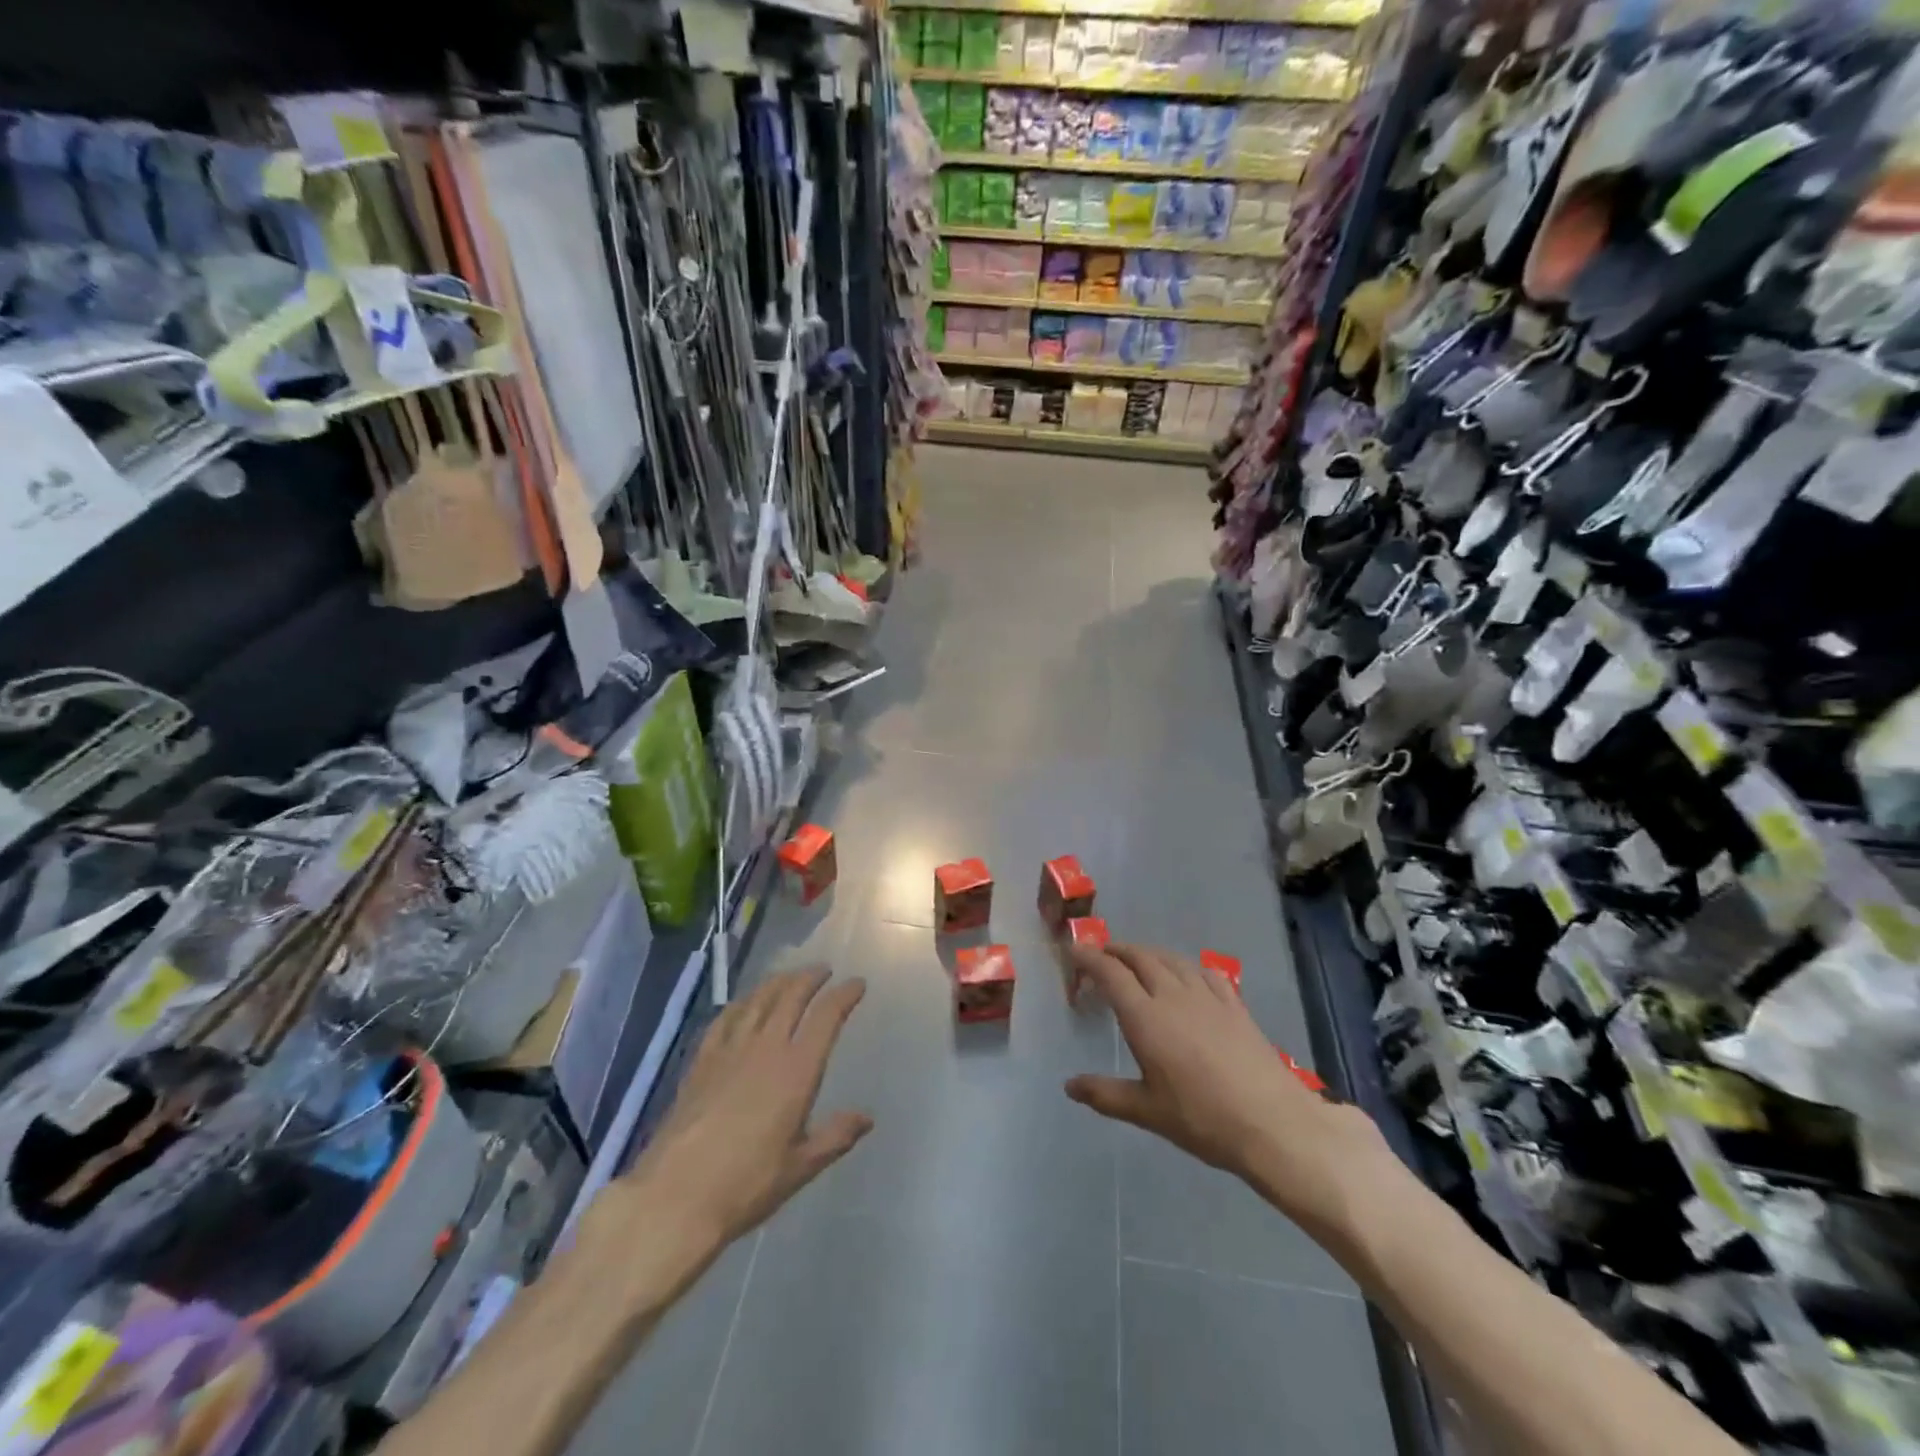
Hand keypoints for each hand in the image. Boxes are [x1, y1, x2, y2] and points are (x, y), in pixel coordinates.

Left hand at [595, 968, 871, 1262]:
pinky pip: (725, 1018)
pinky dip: (741, 1002)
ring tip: (790, 977)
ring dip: (778, 982)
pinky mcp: (701, 1061)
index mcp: (796, 1070)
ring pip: (758, 1000)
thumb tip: (866, 1118)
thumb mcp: (800, 1167)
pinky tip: (743, 1004)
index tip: (857, 984)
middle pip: (791, 996)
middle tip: (823, 971)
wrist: (674, 1196)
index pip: (826, 1017)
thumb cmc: (746, 1185)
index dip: (844, 995)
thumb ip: (835, 1136)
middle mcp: (765, 1048)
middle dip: (810, 978)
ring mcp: (729, 1051)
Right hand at [1064, 942, 1388, 1239]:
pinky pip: (1204, 971)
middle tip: (1101, 955)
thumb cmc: (1201, 1119)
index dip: (1090, 958)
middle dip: (1117, 950)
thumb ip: (1105, 1094)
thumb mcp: (1147, 1111)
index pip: (1111, 973)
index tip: (1075, 952)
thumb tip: (1069, 1086)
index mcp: (1145, 1017)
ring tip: (1138, 961)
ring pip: (1171, 959)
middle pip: (1140, 957)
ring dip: (1149, 953)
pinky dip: (1185, 966)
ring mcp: (1207, 997)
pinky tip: (1187, 976)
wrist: (1272, 1123)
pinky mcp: (1234, 1005)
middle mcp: (1172, 996)